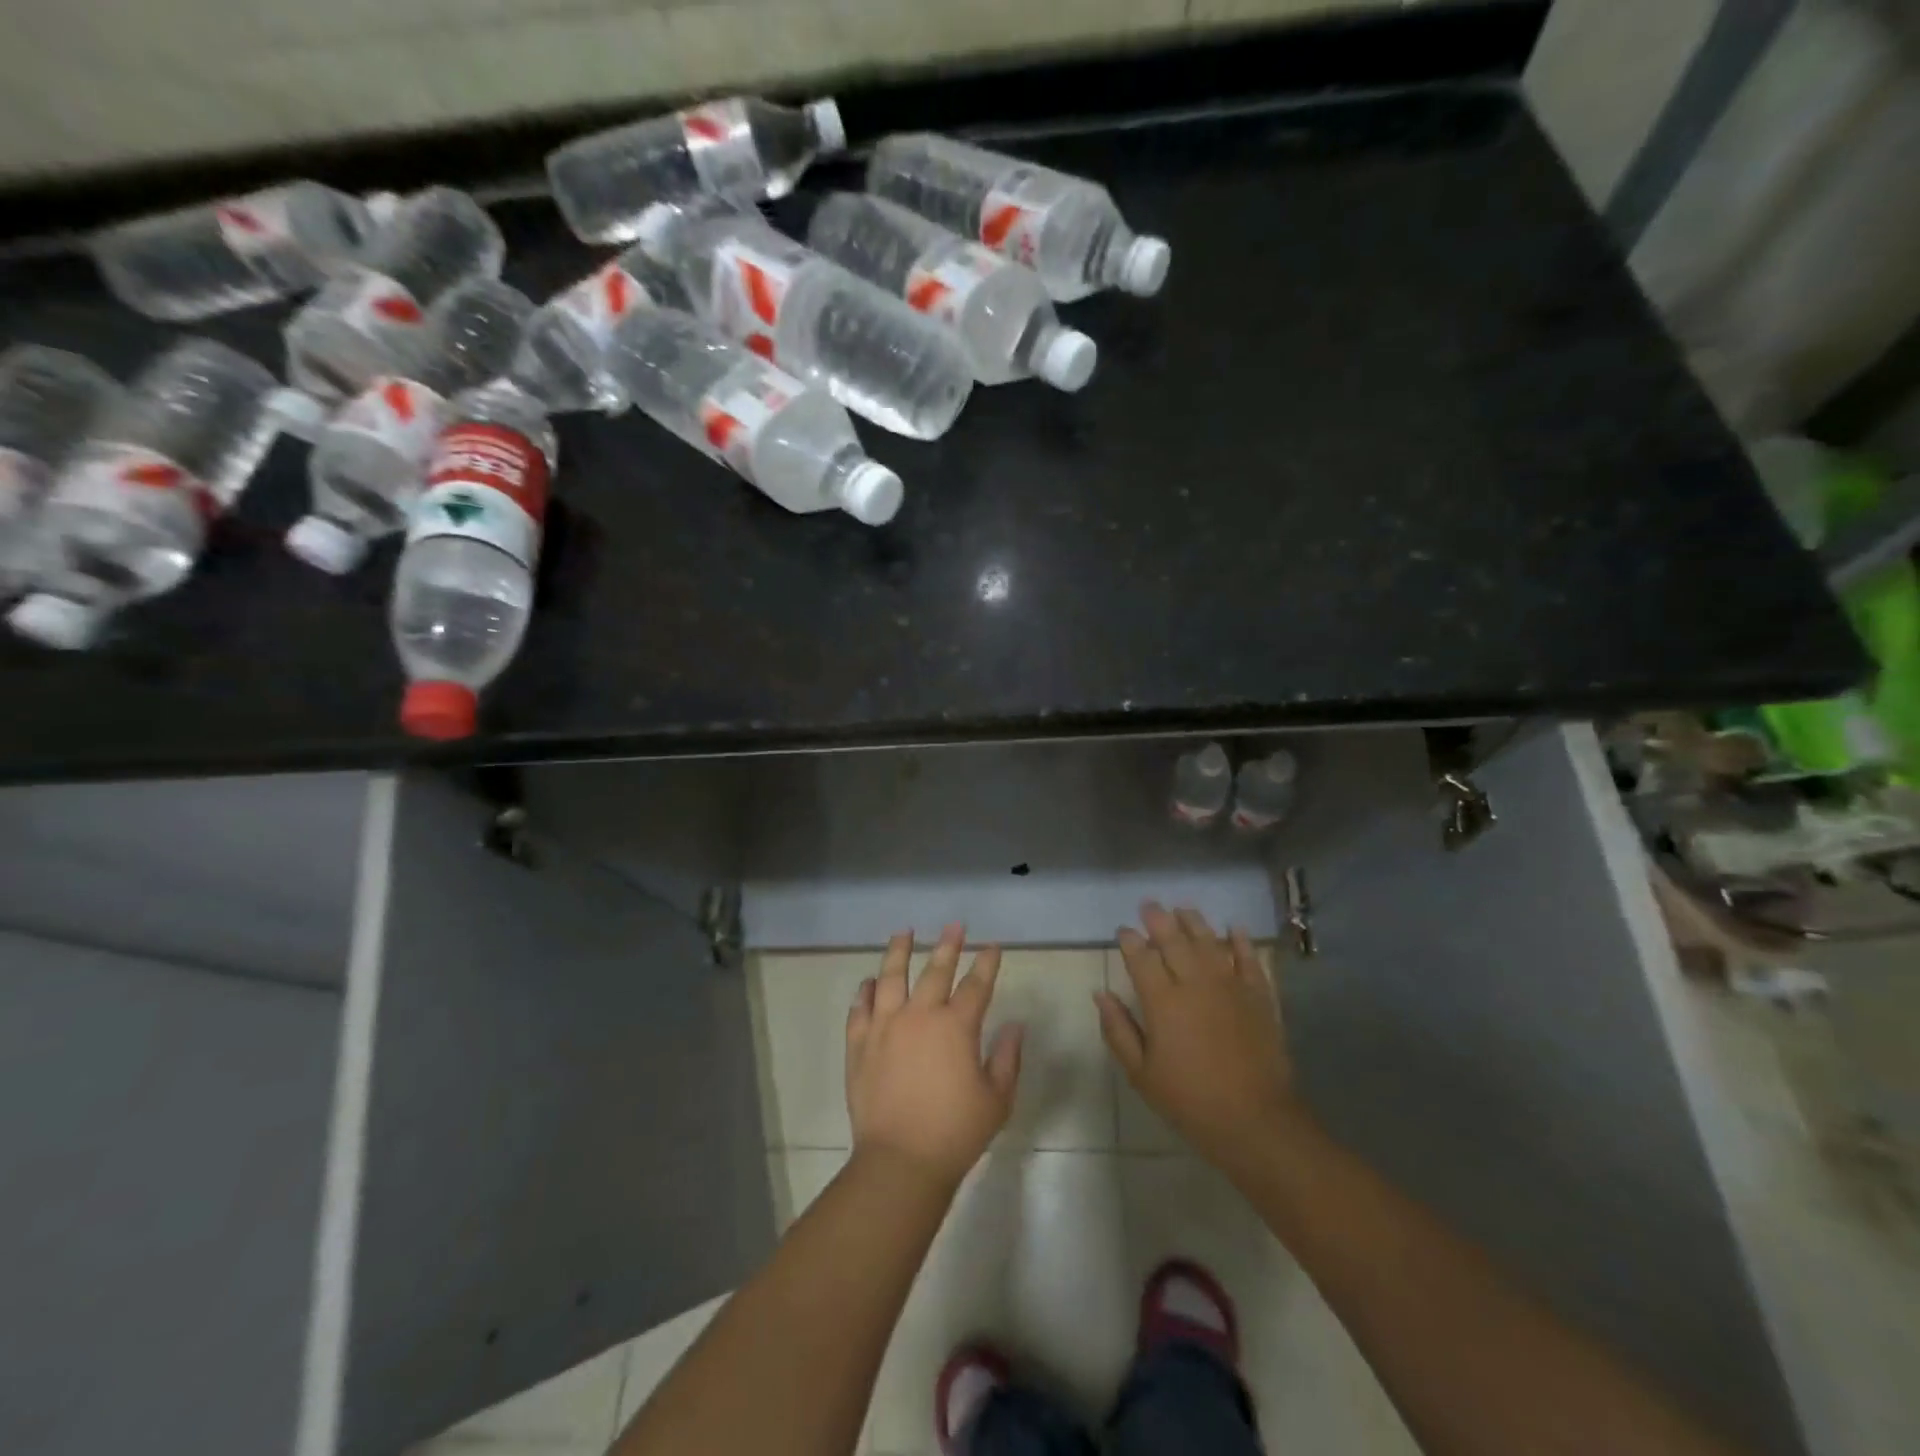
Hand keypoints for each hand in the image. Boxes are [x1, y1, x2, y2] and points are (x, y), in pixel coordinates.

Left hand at [846, 923, 1022, 1192]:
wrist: (900, 1161)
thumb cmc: (956, 1132)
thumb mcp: (997, 1099)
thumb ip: (1007, 1058)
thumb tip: (1015, 1025)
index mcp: (956, 1026)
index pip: (976, 985)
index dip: (987, 963)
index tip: (993, 946)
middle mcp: (920, 1015)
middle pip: (935, 970)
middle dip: (948, 945)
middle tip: (954, 925)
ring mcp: (885, 1027)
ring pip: (890, 977)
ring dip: (898, 952)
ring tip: (903, 933)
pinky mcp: (860, 1044)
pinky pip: (860, 1009)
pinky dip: (864, 992)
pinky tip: (868, 983)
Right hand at [1096, 903, 1305, 1174]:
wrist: (1256, 1121)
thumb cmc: (1190, 1101)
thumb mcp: (1141, 1074)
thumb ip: (1119, 1030)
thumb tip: (1101, 994)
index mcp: (1162, 1002)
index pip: (1141, 958)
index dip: (1130, 940)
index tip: (1123, 930)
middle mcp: (1195, 983)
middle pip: (1174, 940)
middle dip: (1158, 919)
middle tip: (1149, 905)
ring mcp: (1230, 986)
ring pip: (1209, 942)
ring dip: (1194, 922)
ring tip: (1183, 908)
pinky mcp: (1259, 996)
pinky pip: (1249, 959)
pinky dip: (1241, 941)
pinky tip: (1235, 928)